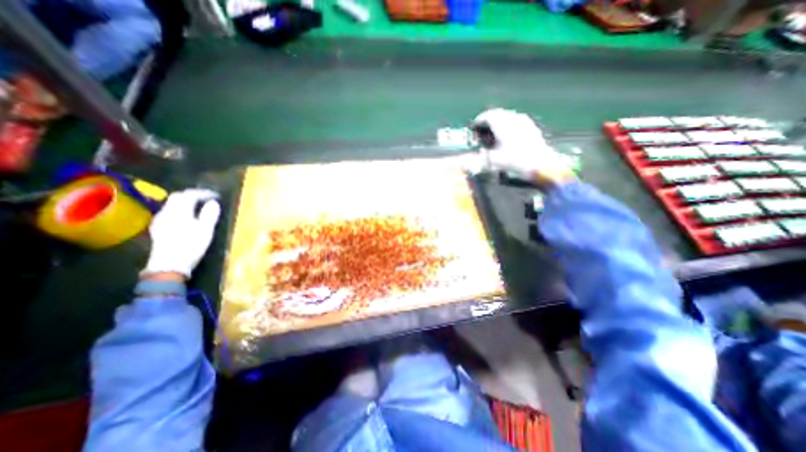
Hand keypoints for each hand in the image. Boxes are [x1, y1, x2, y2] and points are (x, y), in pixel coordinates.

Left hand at [142, 186, 220, 279]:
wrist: (169, 264)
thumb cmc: (191, 245)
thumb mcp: (206, 230)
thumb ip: (209, 214)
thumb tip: (213, 203)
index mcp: (179, 211)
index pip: (188, 195)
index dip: (202, 193)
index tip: (215, 195)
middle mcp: (166, 212)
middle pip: (177, 197)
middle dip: (192, 195)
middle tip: (206, 199)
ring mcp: (160, 220)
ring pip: (172, 205)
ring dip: (185, 203)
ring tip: (198, 207)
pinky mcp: (158, 228)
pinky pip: (169, 213)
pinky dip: (179, 210)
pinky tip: (186, 217)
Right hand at [474, 108, 578, 187]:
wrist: (542, 165)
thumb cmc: (516, 161)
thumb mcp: (493, 161)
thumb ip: (476, 160)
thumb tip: (459, 163)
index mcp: (503, 124)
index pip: (488, 115)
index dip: (479, 120)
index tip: (473, 127)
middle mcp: (513, 119)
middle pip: (498, 114)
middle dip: (488, 120)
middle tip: (482, 131)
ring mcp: (525, 122)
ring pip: (508, 117)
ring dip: (499, 122)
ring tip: (494, 133)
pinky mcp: (532, 129)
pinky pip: (517, 122)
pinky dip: (509, 126)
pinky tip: (509, 136)